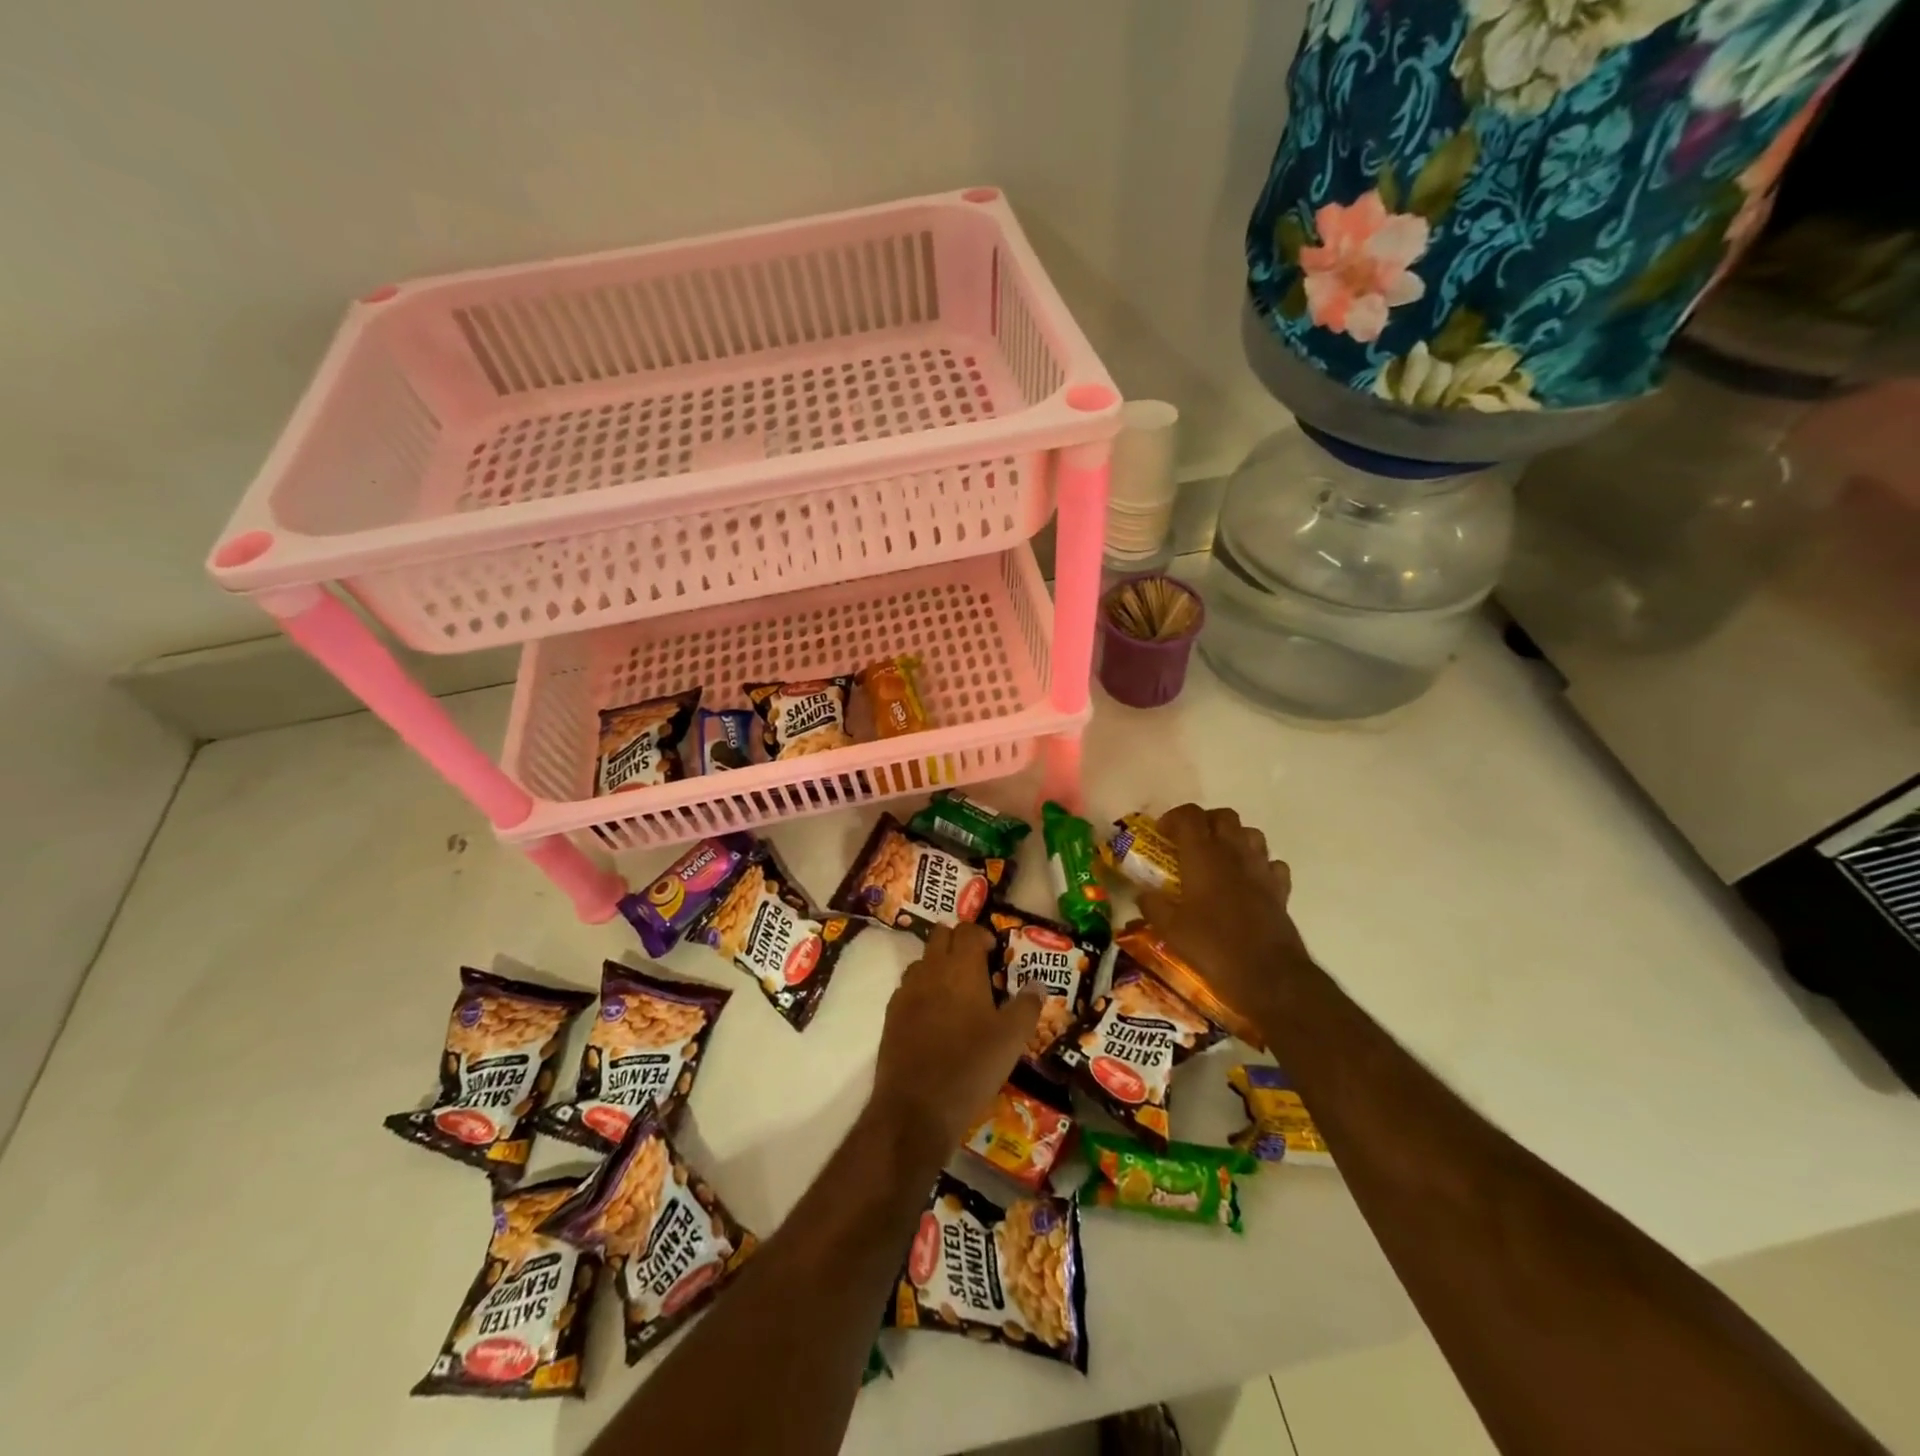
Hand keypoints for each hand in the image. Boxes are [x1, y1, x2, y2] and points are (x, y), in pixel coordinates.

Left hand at [871, 923, 1042, 1157]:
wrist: (917, 1107)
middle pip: (940, 936)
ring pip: (922, 961)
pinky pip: (908, 988)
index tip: (994, 952)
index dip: (982, 935)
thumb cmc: (971, 1066)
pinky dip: (922, 991)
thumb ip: (1027, 1006)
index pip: (967, 930)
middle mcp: (930, 970)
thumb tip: (1037, 984)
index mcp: (960, 968)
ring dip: (938, 965)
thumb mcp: (1011, 1039)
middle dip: (957, 942)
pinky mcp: (891, 1015)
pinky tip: (934, 1018)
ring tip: (956, 992)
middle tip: (977, 966)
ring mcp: (906, 992)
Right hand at [1138, 804, 1313, 1027]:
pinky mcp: (1280, 889)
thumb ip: (1153, 905)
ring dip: (1233, 838)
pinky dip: (1258, 865)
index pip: (1189, 816)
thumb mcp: (1170, 929)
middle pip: (1223, 816)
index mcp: (1203, 855)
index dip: (1173, 818)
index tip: (1161, 834)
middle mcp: (1234, 853)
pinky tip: (1247, 882)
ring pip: (1251, 834)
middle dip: (1205, 822)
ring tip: (1218, 859)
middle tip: (1188, 843)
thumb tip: (1142, 893)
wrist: (1268, 975)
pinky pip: (1271, 863)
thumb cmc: (1212, 947)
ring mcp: (1261, 869)